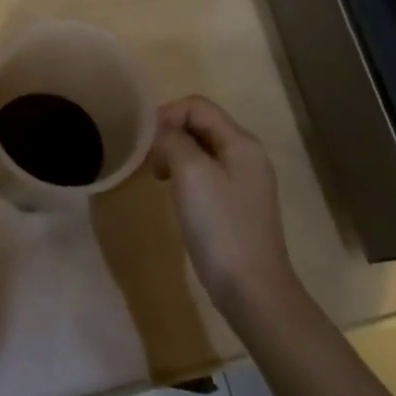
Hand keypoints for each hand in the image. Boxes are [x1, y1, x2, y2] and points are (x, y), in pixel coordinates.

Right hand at [152, 96, 296, 316]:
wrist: (252, 290)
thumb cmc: (220, 227)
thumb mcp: (191, 173)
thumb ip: (173, 140)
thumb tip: (161, 132)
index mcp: (241, 142)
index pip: (198, 105)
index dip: (167, 114)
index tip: (144, 141)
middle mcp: (246, 155)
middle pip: (201, 124)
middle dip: (170, 134)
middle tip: (148, 160)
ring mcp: (243, 181)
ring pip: (201, 149)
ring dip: (174, 154)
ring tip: (157, 176)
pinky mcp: (236, 204)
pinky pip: (205, 173)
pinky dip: (184, 174)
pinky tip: (174, 194)